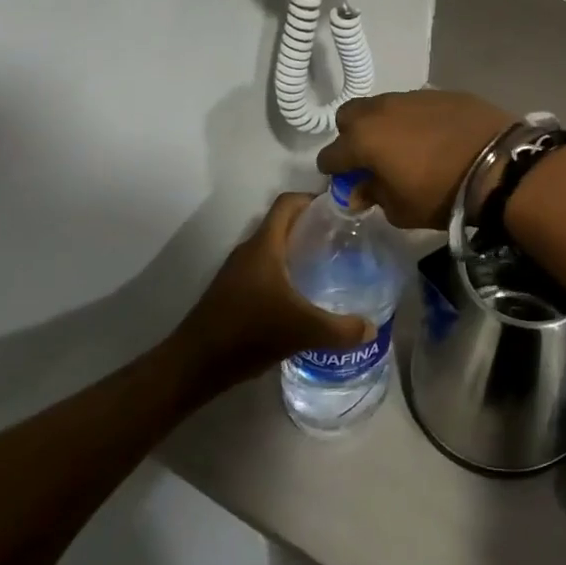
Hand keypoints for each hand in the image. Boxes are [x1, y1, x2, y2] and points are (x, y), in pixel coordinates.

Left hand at [171, 195, 371, 394]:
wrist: (194, 365)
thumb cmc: (248, 333)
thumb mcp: (302, 330)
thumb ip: (341, 329)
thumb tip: (371, 327)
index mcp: (264, 245)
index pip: (288, 202)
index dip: (314, 198)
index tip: (342, 209)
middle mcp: (250, 251)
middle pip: (284, 224)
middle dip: (313, 226)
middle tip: (345, 239)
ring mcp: (238, 272)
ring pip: (274, 248)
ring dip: (299, 250)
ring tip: (331, 265)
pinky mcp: (233, 292)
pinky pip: (265, 269)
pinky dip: (286, 272)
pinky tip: (304, 296)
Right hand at [316, 91, 516, 229]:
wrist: (498, 164)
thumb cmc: (441, 193)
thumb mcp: (401, 210)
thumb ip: (373, 195)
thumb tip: (359, 189)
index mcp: (363, 140)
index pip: (330, 155)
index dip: (335, 172)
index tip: (347, 183)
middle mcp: (381, 111)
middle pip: (350, 117)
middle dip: (353, 136)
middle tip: (372, 158)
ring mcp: (411, 96)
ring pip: (383, 106)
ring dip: (385, 124)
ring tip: (406, 145)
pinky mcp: (440, 92)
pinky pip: (415, 104)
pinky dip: (415, 118)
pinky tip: (434, 135)